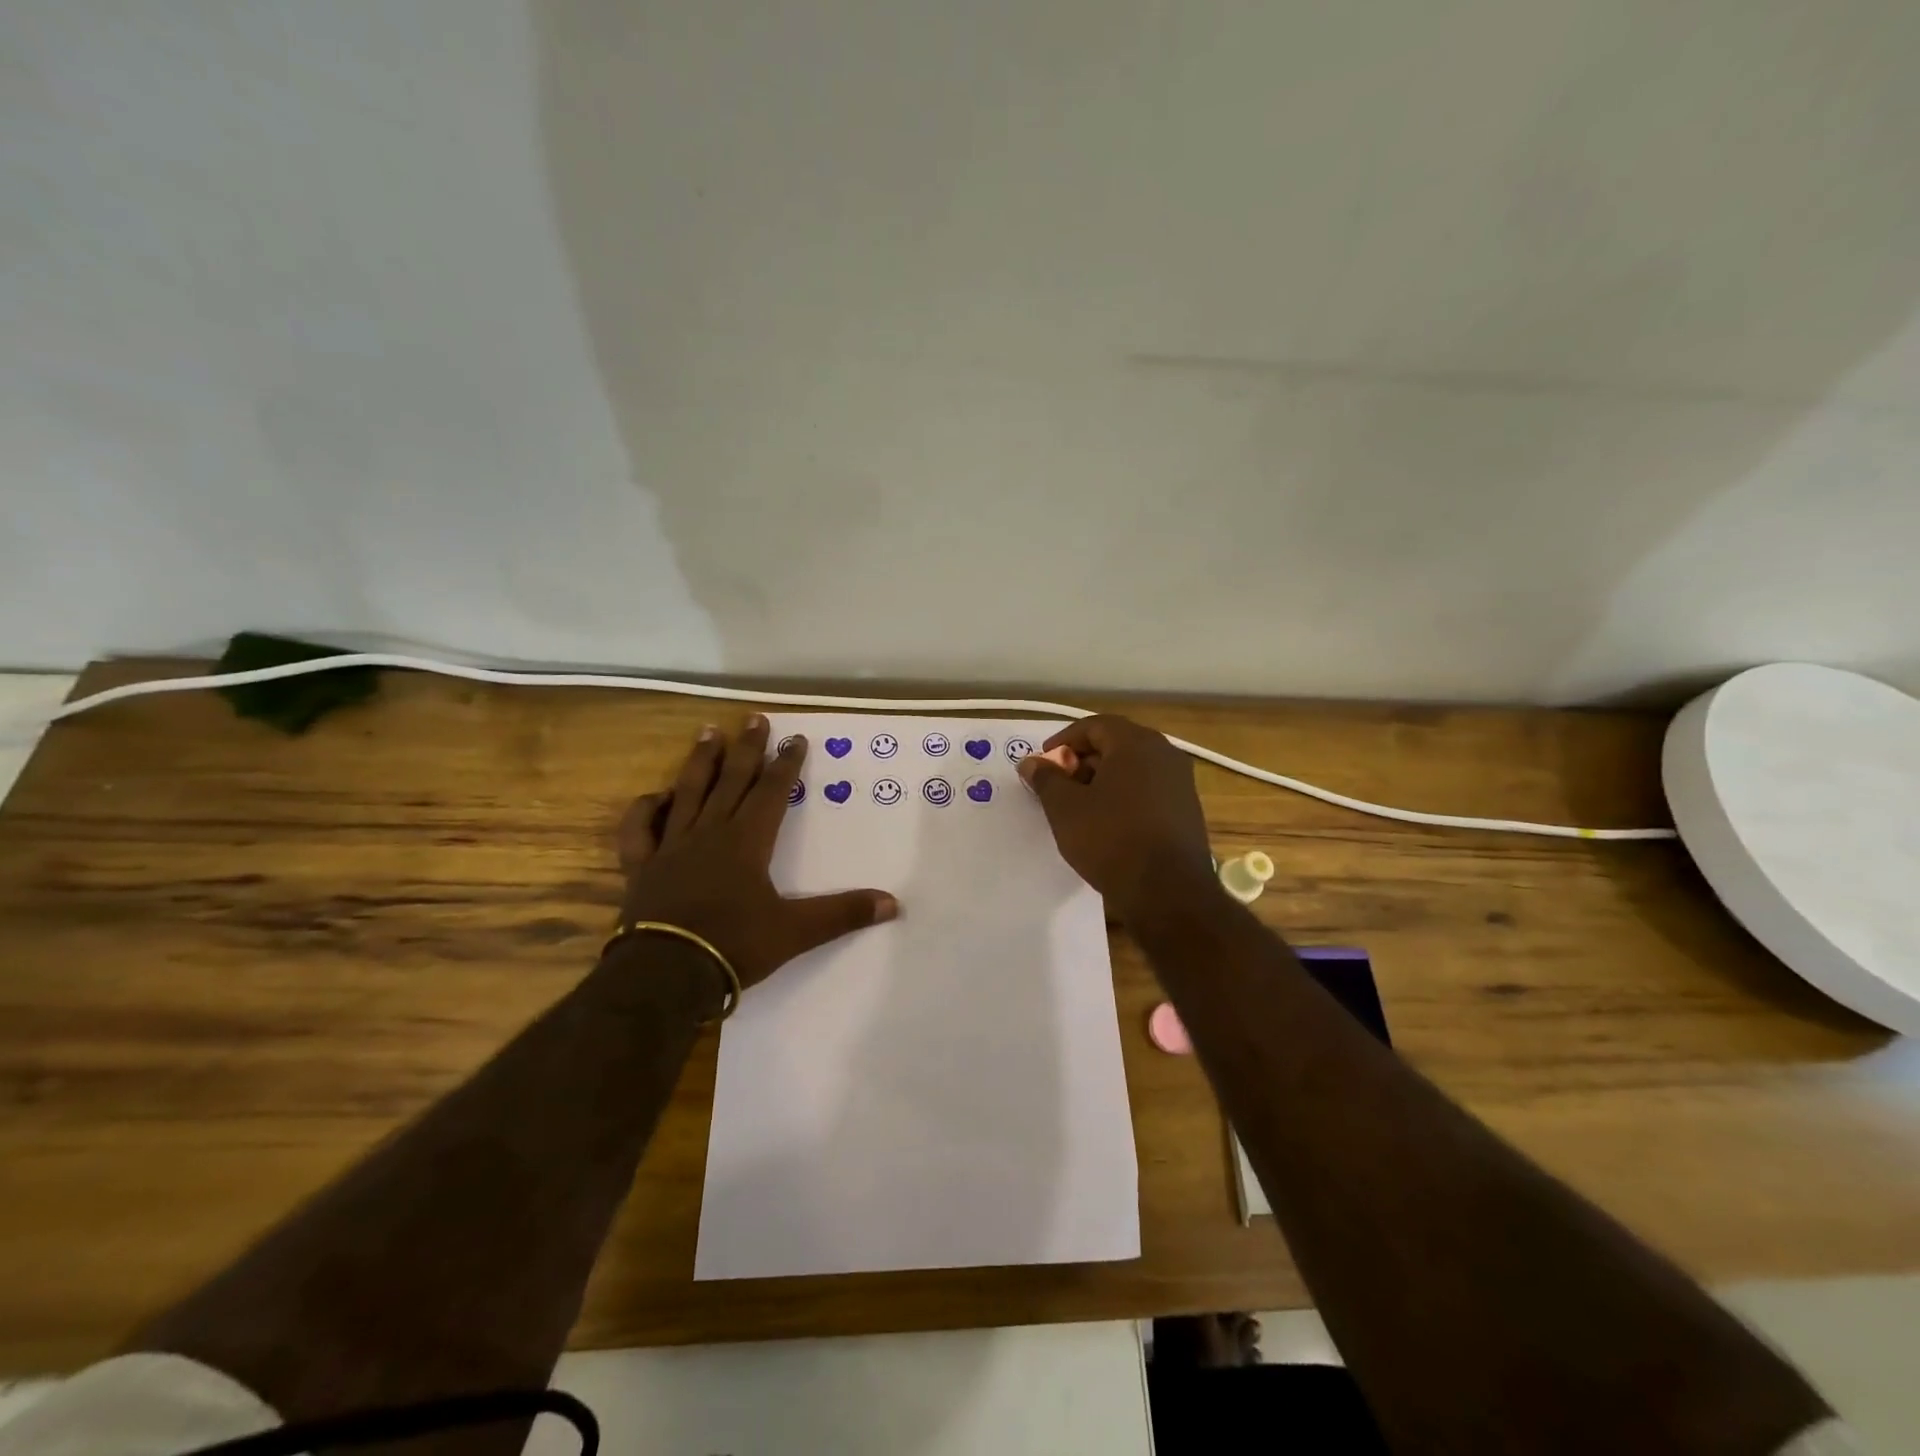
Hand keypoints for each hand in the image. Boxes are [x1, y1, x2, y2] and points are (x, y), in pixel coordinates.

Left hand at [617, 716, 896, 991]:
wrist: (665, 975)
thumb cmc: (733, 946)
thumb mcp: (796, 932)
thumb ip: (842, 914)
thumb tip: (892, 903)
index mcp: (748, 841)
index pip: (773, 792)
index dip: (787, 764)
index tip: (796, 737)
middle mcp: (710, 832)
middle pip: (732, 780)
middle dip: (747, 748)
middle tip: (755, 718)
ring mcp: (672, 846)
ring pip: (688, 792)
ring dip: (700, 761)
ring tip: (708, 731)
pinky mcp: (642, 866)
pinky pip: (640, 830)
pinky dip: (646, 809)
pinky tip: (655, 796)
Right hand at [1017, 714, 1213, 918]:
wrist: (1167, 891)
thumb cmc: (1110, 839)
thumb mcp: (1065, 808)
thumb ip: (1046, 779)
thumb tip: (1031, 763)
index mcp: (1135, 743)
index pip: (1094, 726)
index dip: (1064, 741)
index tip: (1043, 763)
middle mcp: (1164, 754)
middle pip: (1116, 744)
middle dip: (1083, 760)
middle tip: (1058, 785)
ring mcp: (1180, 782)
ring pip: (1133, 768)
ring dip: (1103, 779)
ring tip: (1079, 807)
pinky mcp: (1187, 810)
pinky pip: (1149, 790)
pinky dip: (1124, 796)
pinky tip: (1108, 823)